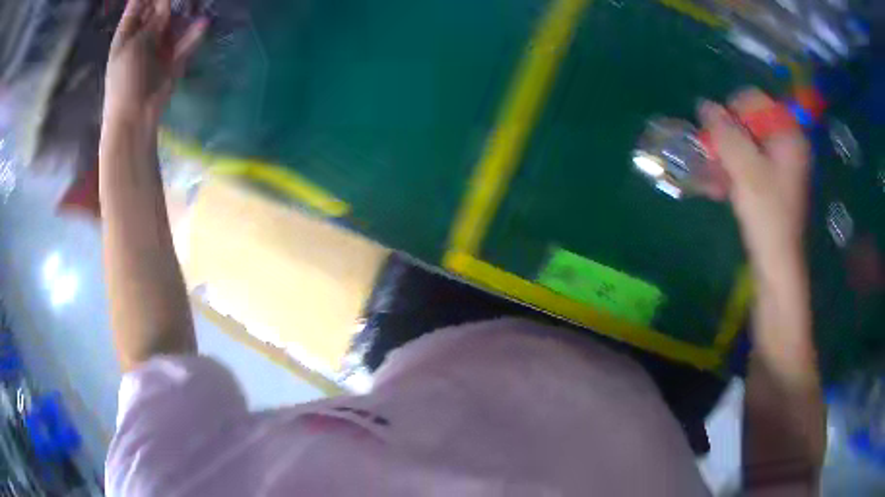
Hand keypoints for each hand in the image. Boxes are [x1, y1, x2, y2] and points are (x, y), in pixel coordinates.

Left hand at [104, 0, 206, 126]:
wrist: (135, 116)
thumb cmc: (126, 79)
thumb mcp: (135, 45)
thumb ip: (152, 22)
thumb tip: (165, 3)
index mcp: (126, 36)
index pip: (136, 7)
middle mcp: (142, 39)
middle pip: (156, 12)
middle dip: (166, 2)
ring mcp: (158, 49)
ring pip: (172, 24)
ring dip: (181, 14)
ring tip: (195, 3)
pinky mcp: (172, 62)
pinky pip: (184, 43)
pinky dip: (193, 35)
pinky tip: (203, 23)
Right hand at [698, 89, 810, 268]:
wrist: (777, 265)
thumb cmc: (766, 214)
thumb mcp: (743, 167)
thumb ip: (723, 131)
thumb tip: (703, 104)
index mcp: (788, 133)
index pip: (754, 99)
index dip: (730, 112)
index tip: (717, 135)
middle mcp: (787, 144)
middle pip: (749, 123)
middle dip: (726, 139)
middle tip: (710, 157)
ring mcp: (781, 166)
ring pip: (746, 146)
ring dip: (725, 157)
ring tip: (709, 176)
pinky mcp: (774, 184)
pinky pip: (750, 166)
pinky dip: (733, 172)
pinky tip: (717, 187)